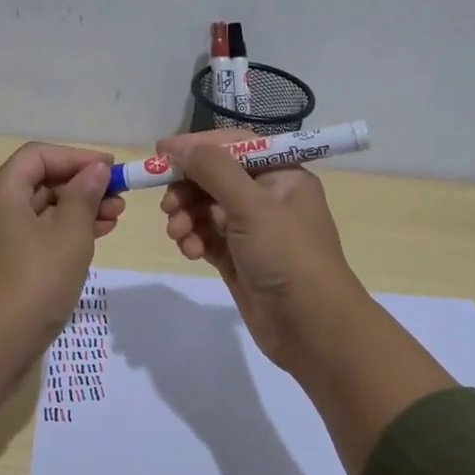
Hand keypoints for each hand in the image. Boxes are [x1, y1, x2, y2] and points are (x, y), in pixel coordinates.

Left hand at [0, 142, 125, 368]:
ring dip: (76, 211)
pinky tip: (91, 242)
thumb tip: (94, 169)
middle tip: (119, 199)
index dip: (77, 157)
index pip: (39, 156)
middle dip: (81, 187)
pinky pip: (30, 236)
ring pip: (37, 211)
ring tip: (114, 219)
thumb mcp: (70, 235)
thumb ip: (84, 195)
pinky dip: (59, 234)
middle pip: (38, 182)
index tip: (111, 170)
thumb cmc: (35, 282)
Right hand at [157, 129, 370, 374]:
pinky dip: (194, 240)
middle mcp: (268, 197)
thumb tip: (180, 147)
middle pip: (215, 178)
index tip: (161, 152)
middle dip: (188, 189)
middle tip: (167, 205)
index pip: (234, 146)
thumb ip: (213, 170)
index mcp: (282, 175)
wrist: (312, 328)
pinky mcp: (239, 259)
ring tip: (179, 235)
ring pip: (206, 209)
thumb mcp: (252, 205)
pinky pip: (208, 237)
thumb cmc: (287, 256)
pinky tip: (190, 252)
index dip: (197, 147)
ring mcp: (253, 231)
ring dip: (187, 217)